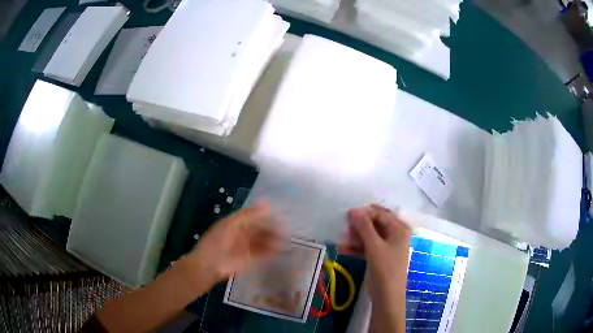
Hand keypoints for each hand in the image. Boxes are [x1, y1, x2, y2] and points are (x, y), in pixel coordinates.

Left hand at [186, 202, 280, 283]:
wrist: (209, 265)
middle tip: (287, 230)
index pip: (255, 217)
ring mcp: (246, 247)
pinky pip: (263, 253)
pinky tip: (280, 249)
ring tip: (287, 240)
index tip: (281, 215)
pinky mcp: (249, 259)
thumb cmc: (217, 242)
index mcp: (236, 223)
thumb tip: (266, 204)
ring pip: (263, 241)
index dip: (267, 216)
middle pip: (260, 230)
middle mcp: (242, 234)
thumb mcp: (230, 224)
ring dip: (274, 240)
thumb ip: (248, 214)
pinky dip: (271, 251)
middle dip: (273, 229)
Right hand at [339, 205, 410, 274]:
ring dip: (356, 238)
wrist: (387, 296)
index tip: (347, 215)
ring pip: (369, 236)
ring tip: (341, 240)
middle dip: (359, 226)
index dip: (365, 213)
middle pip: (375, 224)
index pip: (381, 214)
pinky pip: (367, 247)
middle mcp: (395, 235)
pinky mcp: (379, 257)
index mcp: (399, 229)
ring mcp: (387, 247)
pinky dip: (356, 248)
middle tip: (344, 229)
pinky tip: (342, 249)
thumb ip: (364, 227)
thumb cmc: (385, 268)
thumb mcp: (374, 246)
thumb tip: (354, 210)